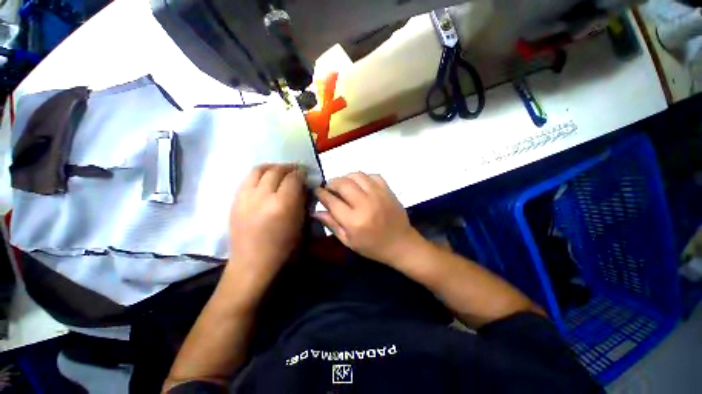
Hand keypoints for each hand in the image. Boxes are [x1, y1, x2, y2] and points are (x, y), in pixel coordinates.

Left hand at [229, 164, 305, 283]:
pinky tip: (265, 179)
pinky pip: (247, 178)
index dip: (301, 172)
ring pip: (258, 170)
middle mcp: (263, 196)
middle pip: (276, 171)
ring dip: (272, 167)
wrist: (252, 263)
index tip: (305, 173)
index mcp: (282, 204)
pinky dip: (259, 174)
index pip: (293, 178)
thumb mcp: (300, 224)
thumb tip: (302, 186)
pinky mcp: (235, 200)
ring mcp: (245, 197)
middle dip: (288, 167)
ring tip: (279, 170)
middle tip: (295, 170)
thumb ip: (302, 201)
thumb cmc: (283, 248)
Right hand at [314, 172, 419, 265]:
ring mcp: (379, 195)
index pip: (332, 201)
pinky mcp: (388, 190)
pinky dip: (363, 178)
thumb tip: (315, 211)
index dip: (321, 193)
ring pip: (357, 175)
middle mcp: (365, 204)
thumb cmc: (373, 247)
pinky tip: (360, 185)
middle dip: (331, 183)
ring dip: (346, 177)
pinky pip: (372, 175)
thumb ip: (331, 224)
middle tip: (329, 188)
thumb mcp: (348, 241)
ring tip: (343, 185)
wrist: (401, 244)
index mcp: (354, 221)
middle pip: (343, 184)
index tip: (316, 191)